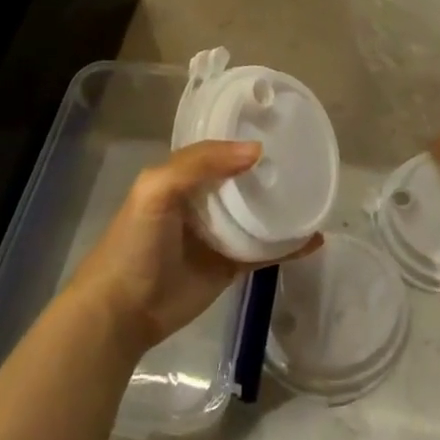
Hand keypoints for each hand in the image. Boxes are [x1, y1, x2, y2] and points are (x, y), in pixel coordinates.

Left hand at [68, 140, 322, 355]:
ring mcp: (218, 235)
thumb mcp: (157, 189)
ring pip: (257, 214)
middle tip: (307, 159)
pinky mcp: (229, 267)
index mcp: (182, 178)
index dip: (243, 139)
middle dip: (269, 171)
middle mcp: (202, 201)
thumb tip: (256, 151)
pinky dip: (289, 246)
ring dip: (282, 206)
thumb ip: (199, 163)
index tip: (279, 129)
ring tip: (317, 194)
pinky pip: (264, 251)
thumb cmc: (135, 242)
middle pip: (242, 180)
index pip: (218, 150)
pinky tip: (314, 239)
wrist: (122, 311)